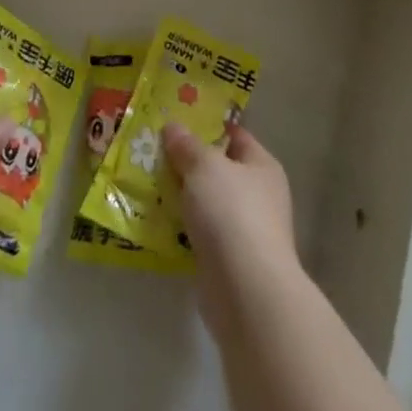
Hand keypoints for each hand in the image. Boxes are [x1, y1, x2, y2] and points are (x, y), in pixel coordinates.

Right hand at [164, 122, 300, 341]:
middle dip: (188, 162)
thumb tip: (173, 127)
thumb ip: (187, 145)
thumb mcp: (204, 165)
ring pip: (207, 203)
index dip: (207, 125)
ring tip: (149, 182)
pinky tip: (157, 219)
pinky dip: (182, 227)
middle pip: (218, 169)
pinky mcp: (229, 262)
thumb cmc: (232, 213)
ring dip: (183, 197)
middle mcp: (259, 196)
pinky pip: (200, 233)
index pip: (234, 134)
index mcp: (262, 166)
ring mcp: (245, 232)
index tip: (175, 118)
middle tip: (154, 150)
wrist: (246, 293)